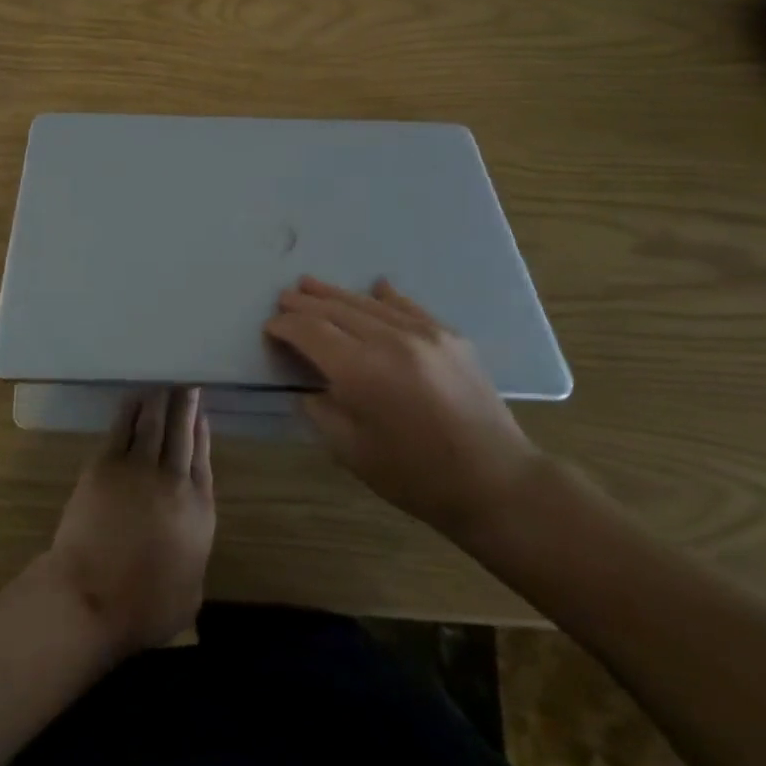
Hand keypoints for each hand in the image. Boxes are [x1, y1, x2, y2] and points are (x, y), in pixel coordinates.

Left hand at [39, 388, 215, 657]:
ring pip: (153, 424)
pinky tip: (134, 398)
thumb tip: (189, 544)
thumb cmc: (144, 608)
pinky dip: (130, 411)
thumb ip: (195, 558)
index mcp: (198, 511)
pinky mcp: (105, 466)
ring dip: (160, 400)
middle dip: (185, 405)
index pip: (203, 459)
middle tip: (186, 382)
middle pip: (182, 433)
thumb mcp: (190, 593)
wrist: (91, 597)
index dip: (202, 433)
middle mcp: (173, 481)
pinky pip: (122, 429)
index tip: (202, 413)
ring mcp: (138, 469)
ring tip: (164, 382)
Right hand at [265, 277, 542, 540]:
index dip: (285, 326)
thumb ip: (320, 410)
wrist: (495, 481)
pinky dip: (385, 296)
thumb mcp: (350, 451)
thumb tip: (307, 383)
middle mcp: (389, 340)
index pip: (310, 332)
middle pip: (336, 309)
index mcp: (360, 371)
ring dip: (336, 293)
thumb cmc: (415, 476)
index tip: (270, 327)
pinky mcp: (449, 336)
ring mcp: (423, 333)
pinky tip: (375, 287)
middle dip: (305, 303)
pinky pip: (408, 306)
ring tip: (311, 284)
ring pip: (368, 302)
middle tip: (283, 298)